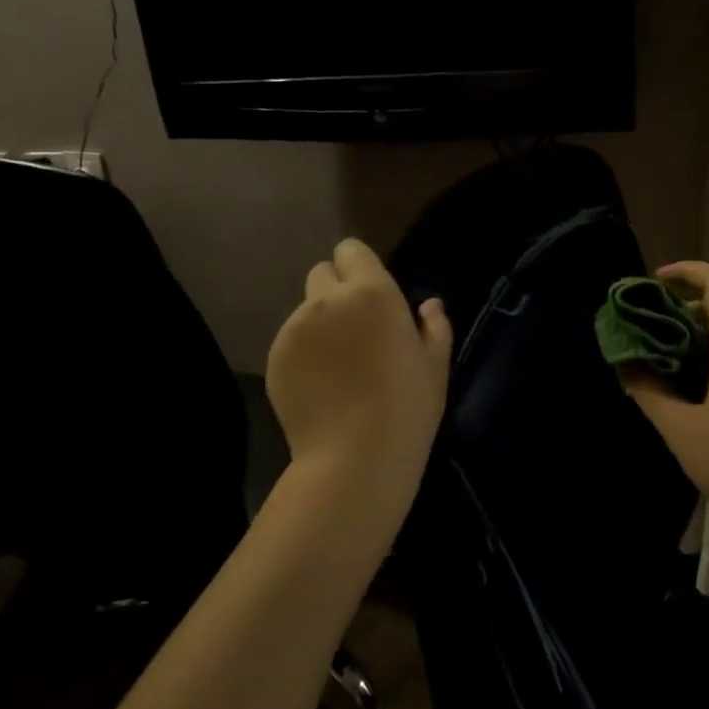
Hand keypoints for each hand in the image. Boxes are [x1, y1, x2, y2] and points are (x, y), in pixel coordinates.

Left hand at [266, 239, 451, 515]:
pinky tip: (321, 385)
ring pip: (305, 309)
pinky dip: (304, 352)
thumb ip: (434, 328)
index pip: (351, 250)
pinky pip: (291, 340)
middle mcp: (328, 300)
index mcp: (373, 293)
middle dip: (337, 291)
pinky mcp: (275, 357)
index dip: (361, 268)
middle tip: (356, 330)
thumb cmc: (407, 410)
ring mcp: (295, 328)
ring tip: (339, 365)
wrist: (355, 458)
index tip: (374, 297)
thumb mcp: (434, 368)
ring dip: (321, 323)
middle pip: (322, 274)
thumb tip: (430, 305)